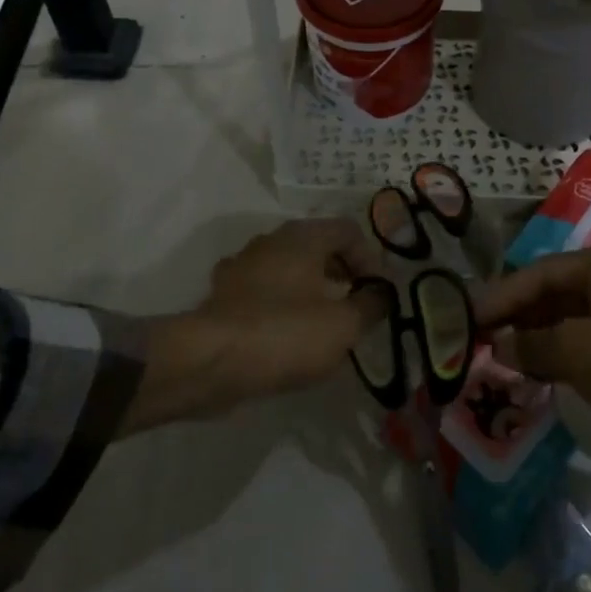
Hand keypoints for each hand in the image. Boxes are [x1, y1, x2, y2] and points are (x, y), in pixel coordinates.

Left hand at [122, 218, 386, 434]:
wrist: (209, 361)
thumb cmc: (285, 333)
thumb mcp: (344, 325)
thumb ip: (371, 305)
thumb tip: (382, 294)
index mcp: (303, 236)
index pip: (349, 230)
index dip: (371, 259)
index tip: (378, 294)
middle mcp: (271, 240)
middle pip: (318, 247)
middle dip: (342, 275)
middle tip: (356, 308)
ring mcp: (242, 266)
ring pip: (289, 270)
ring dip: (311, 291)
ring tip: (325, 327)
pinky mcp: (223, 295)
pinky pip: (263, 293)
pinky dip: (281, 307)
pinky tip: (287, 337)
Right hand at [477, 246, 590, 468]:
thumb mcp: (577, 350)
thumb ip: (532, 343)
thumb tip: (501, 345)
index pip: (539, 274)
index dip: (501, 295)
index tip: (468, 315)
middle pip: (552, 295)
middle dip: (516, 316)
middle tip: (476, 337)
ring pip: (566, 322)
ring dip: (533, 339)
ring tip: (496, 356)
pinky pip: (583, 347)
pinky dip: (556, 357)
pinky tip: (531, 373)